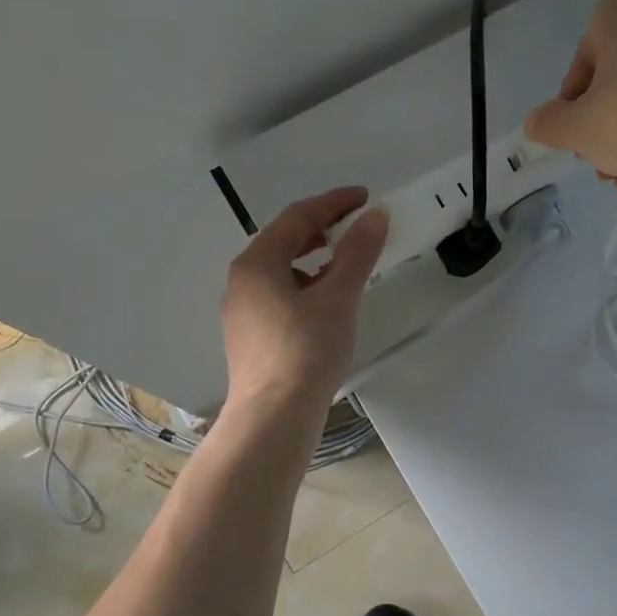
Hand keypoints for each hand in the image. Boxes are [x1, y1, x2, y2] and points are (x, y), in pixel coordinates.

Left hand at [221, 186, 387, 409]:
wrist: (274, 417)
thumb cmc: (306, 352)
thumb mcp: (338, 298)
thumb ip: (357, 253)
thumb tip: (375, 215)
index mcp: (257, 263)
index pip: (297, 217)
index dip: (333, 203)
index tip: (366, 199)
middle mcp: (242, 280)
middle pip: (283, 241)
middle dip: (321, 229)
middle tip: (356, 228)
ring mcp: (241, 310)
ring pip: (280, 270)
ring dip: (312, 259)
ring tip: (345, 265)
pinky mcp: (249, 336)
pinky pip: (277, 295)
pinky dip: (303, 286)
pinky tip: (324, 304)